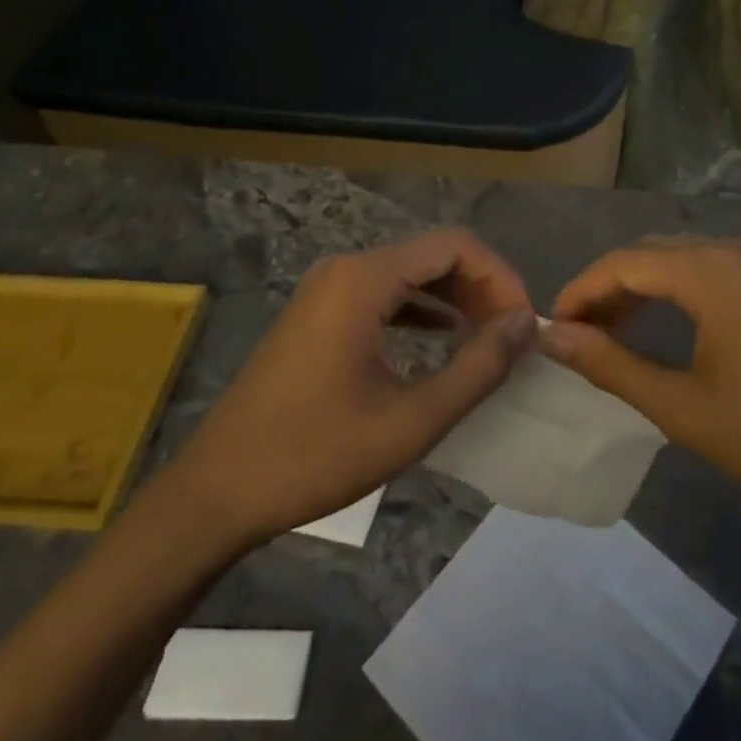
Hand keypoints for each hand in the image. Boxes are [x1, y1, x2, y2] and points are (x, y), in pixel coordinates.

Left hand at [164, 228, 537, 547]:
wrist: (214, 494)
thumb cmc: (313, 456)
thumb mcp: (410, 420)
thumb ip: (478, 368)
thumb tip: (526, 323)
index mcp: (364, 279)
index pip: (455, 245)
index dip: (500, 276)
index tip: (524, 323)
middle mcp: (345, 269)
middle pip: (434, 253)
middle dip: (481, 286)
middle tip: (512, 333)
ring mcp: (328, 289)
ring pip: (411, 273)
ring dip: (455, 297)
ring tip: (488, 337)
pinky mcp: (320, 313)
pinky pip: (385, 294)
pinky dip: (423, 310)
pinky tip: (444, 339)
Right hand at [539, 238, 740, 532]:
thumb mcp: (683, 407)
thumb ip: (613, 366)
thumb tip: (554, 338)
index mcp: (710, 269)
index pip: (623, 262)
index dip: (581, 291)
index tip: (553, 327)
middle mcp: (735, 247)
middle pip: (652, 252)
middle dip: (609, 288)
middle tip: (579, 335)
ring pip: (683, 257)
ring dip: (643, 287)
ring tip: (613, 332)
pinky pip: (714, 267)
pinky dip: (680, 287)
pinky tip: (669, 323)